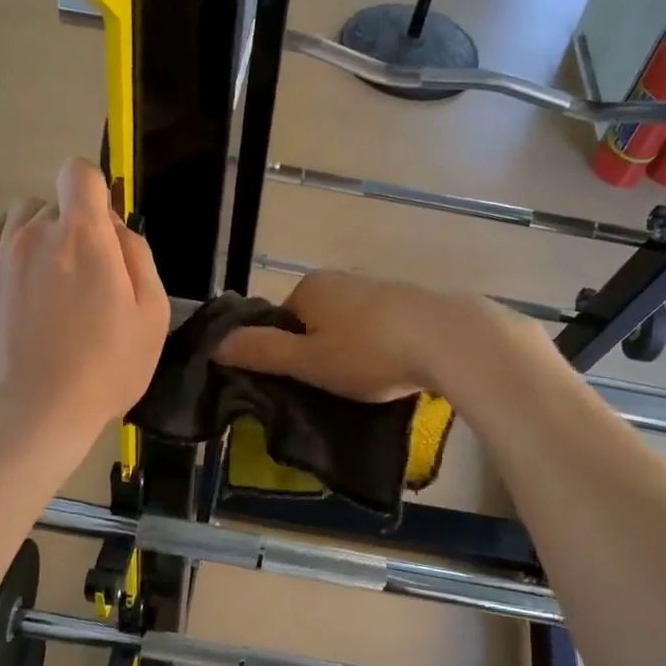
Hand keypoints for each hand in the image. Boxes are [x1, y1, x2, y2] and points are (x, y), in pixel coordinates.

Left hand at [0, 159, 168, 448]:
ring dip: (43, 230)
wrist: (35, 409)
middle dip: (77, 222)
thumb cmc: (106, 365)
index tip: (107, 228)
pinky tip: (25, 270)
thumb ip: (138, 256)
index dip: (97, 191)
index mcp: (84, 235)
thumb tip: (117, 230)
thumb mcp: (151, 314)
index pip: (79, 173)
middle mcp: (38, 232)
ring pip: (23, 214)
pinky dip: (12, 240)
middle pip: (56, 200)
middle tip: (91, 271)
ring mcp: (3, 255)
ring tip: (55, 274)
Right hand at [212, 268, 502, 402]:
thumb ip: (261, 352)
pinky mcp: (411, 300)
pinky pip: (381, 326)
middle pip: (316, 322)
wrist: (450, 339)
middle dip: (323, 352)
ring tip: (371, 380)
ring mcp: (378, 286)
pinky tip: (396, 367)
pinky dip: (381, 346)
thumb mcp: (307, 361)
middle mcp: (342, 279)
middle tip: (338, 386)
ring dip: (354, 351)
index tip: (309, 381)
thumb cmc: (369, 352)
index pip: (282, 322)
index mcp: (310, 287)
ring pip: (350, 326)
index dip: (290, 354)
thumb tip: (216, 343)